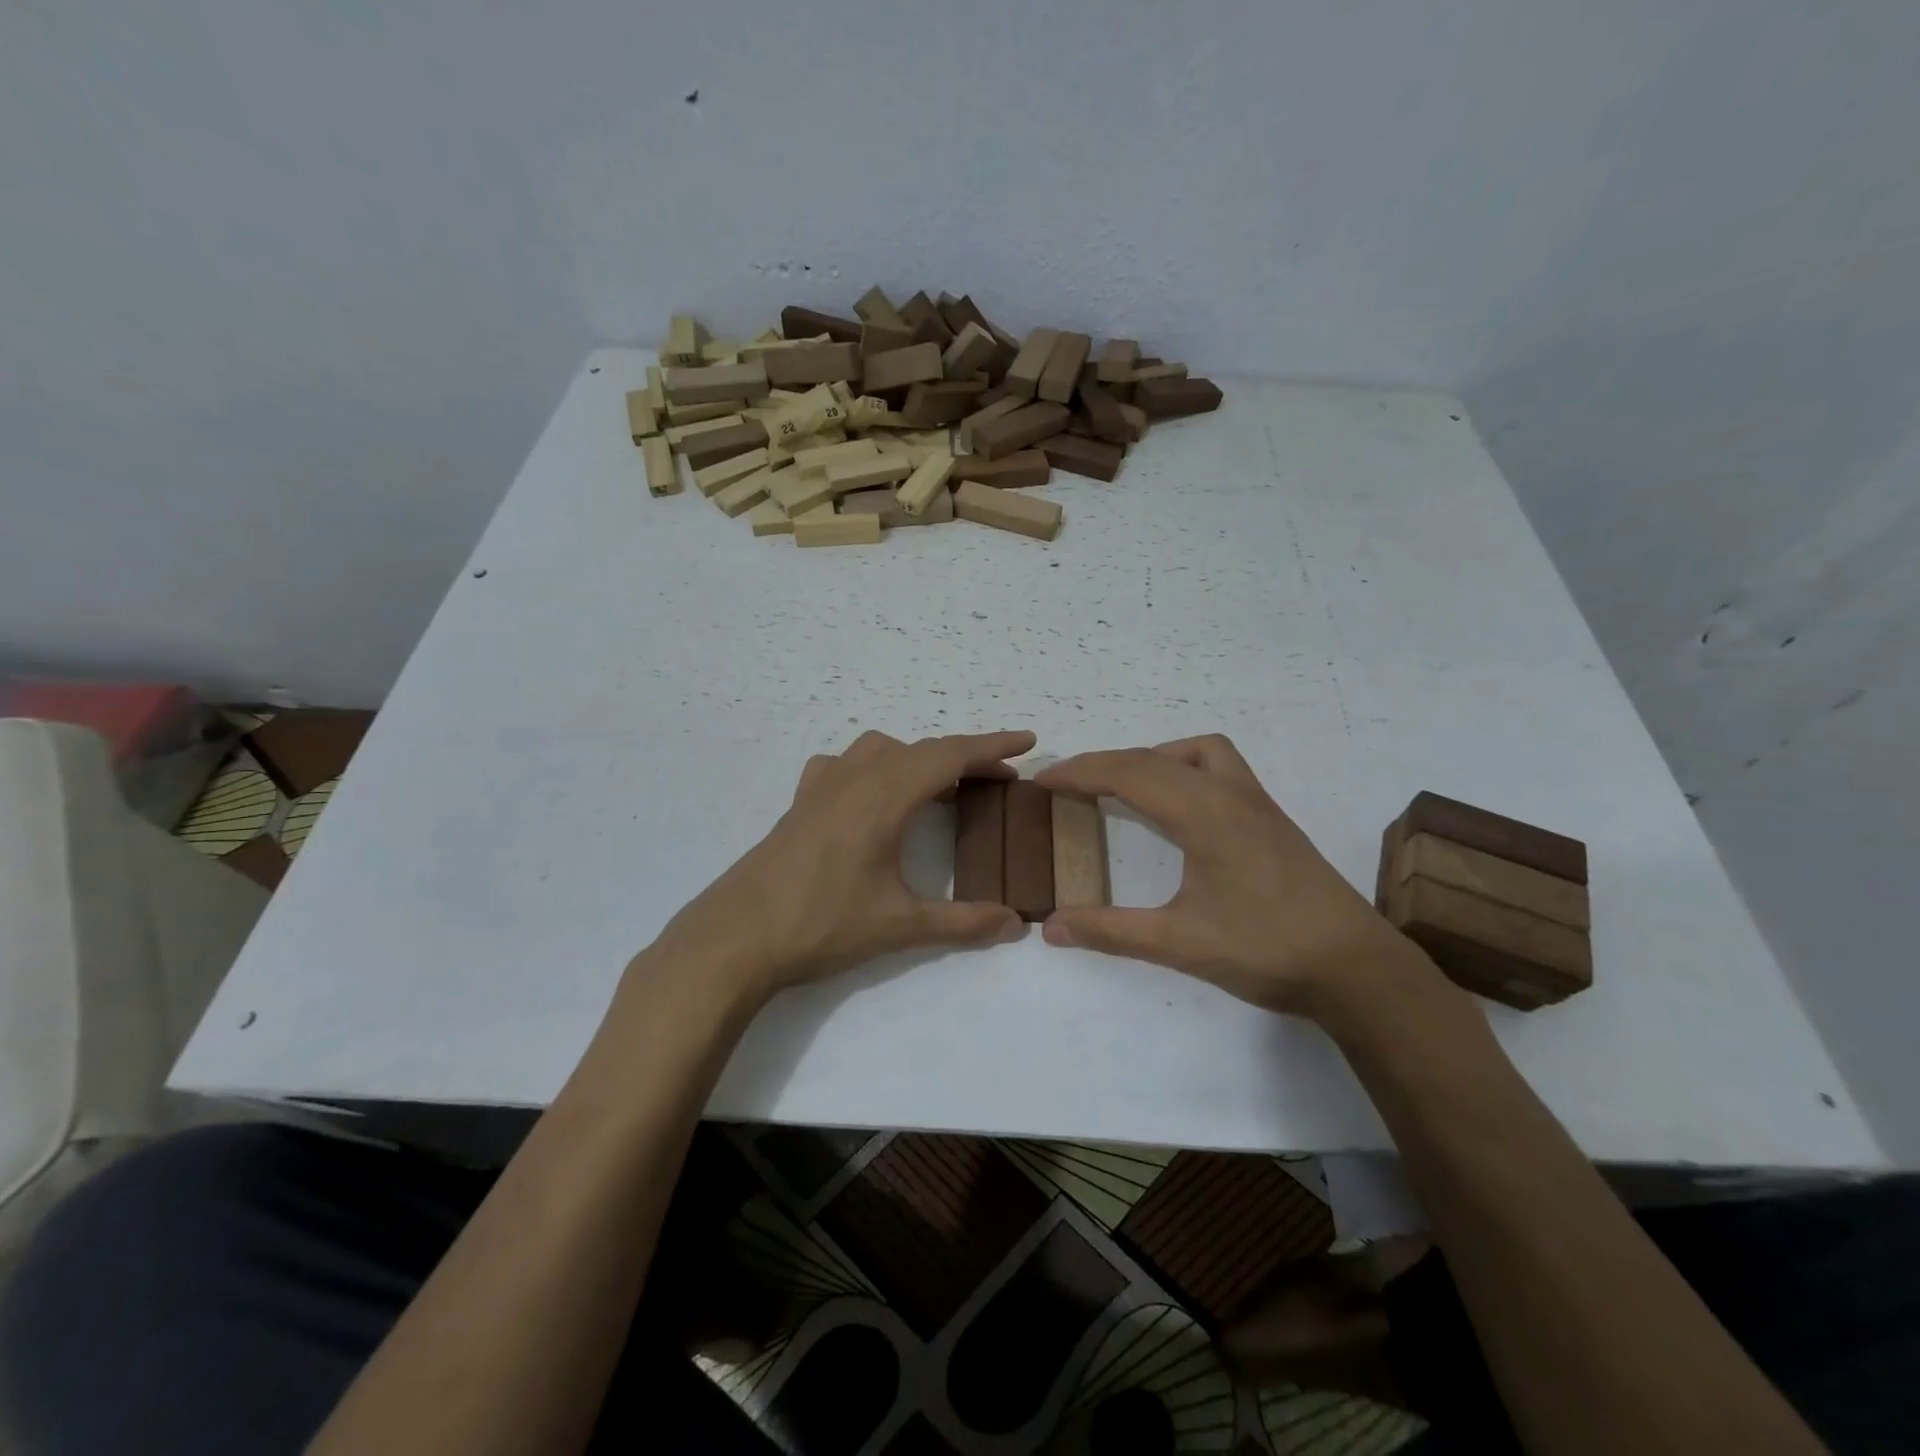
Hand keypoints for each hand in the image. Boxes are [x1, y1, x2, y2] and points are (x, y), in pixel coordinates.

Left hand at [637, 730, 1031, 1006]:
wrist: (736, 937)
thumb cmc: (821, 925)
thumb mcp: (899, 926)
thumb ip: (963, 922)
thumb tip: (1016, 924)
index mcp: (884, 797)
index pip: (949, 756)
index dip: (992, 745)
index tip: (1027, 740)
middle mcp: (855, 779)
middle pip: (921, 749)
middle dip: (965, 756)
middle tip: (998, 778)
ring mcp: (821, 787)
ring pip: (881, 750)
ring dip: (918, 758)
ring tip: (939, 788)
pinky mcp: (800, 802)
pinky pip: (844, 764)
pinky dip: (873, 766)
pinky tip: (872, 795)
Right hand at [1036, 734, 1439, 1018]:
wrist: (1356, 968)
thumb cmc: (1266, 950)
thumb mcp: (1180, 943)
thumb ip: (1111, 931)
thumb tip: (1050, 927)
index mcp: (1203, 813)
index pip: (1128, 774)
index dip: (1080, 773)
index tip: (1042, 780)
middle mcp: (1229, 795)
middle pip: (1154, 758)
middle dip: (1104, 763)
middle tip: (1067, 784)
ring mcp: (1257, 803)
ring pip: (1198, 752)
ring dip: (1154, 758)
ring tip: (1126, 786)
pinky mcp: (1272, 819)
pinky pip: (1221, 769)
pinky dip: (1187, 769)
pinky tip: (1181, 808)